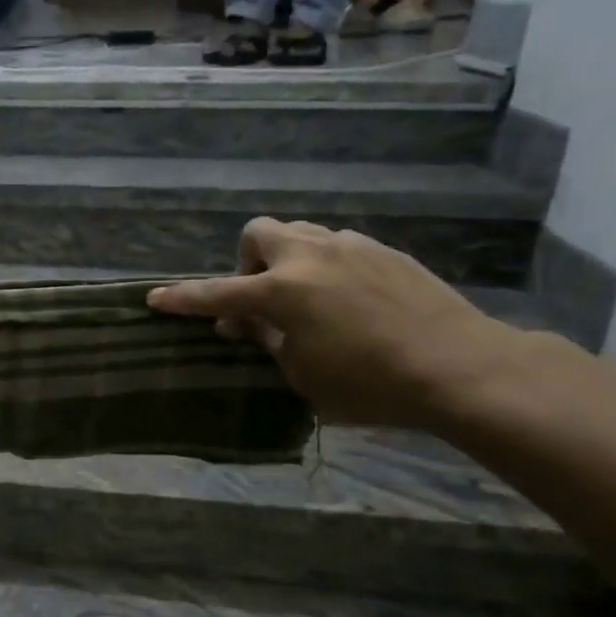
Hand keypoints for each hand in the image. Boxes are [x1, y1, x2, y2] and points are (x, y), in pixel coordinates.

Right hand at [147, 219, 524, 428]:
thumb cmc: (370, 384)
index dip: (182, 298)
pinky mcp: (386, 253)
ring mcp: (352, 248)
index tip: (154, 298)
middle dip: (247, 262)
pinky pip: (338, 247)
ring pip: (301, 234)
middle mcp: (311, 256)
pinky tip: (347, 301)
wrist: (462, 368)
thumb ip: (268, 341)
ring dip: (287, 260)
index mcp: (283, 290)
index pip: (217, 292)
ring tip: (304, 300)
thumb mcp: (303, 376)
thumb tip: (249, 323)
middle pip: (259, 232)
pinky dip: (325, 267)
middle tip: (261, 301)